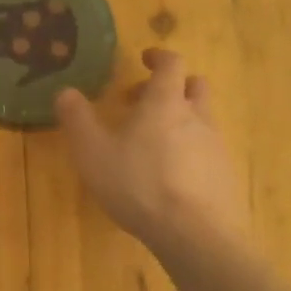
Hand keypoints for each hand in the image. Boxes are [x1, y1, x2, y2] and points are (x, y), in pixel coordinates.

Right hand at [55, 48, 246, 255]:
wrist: (195, 234)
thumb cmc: (138, 184)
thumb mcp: (92, 152)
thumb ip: (77, 119)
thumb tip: (65, 92)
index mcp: (166, 102)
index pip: (172, 63)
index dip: (159, 56)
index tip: (145, 59)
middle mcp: (197, 116)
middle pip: (195, 86)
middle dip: (172, 87)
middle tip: (144, 102)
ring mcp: (216, 147)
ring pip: (203, 119)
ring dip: (181, 120)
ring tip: (154, 145)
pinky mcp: (225, 176)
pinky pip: (208, 151)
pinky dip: (191, 152)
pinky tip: (172, 177)